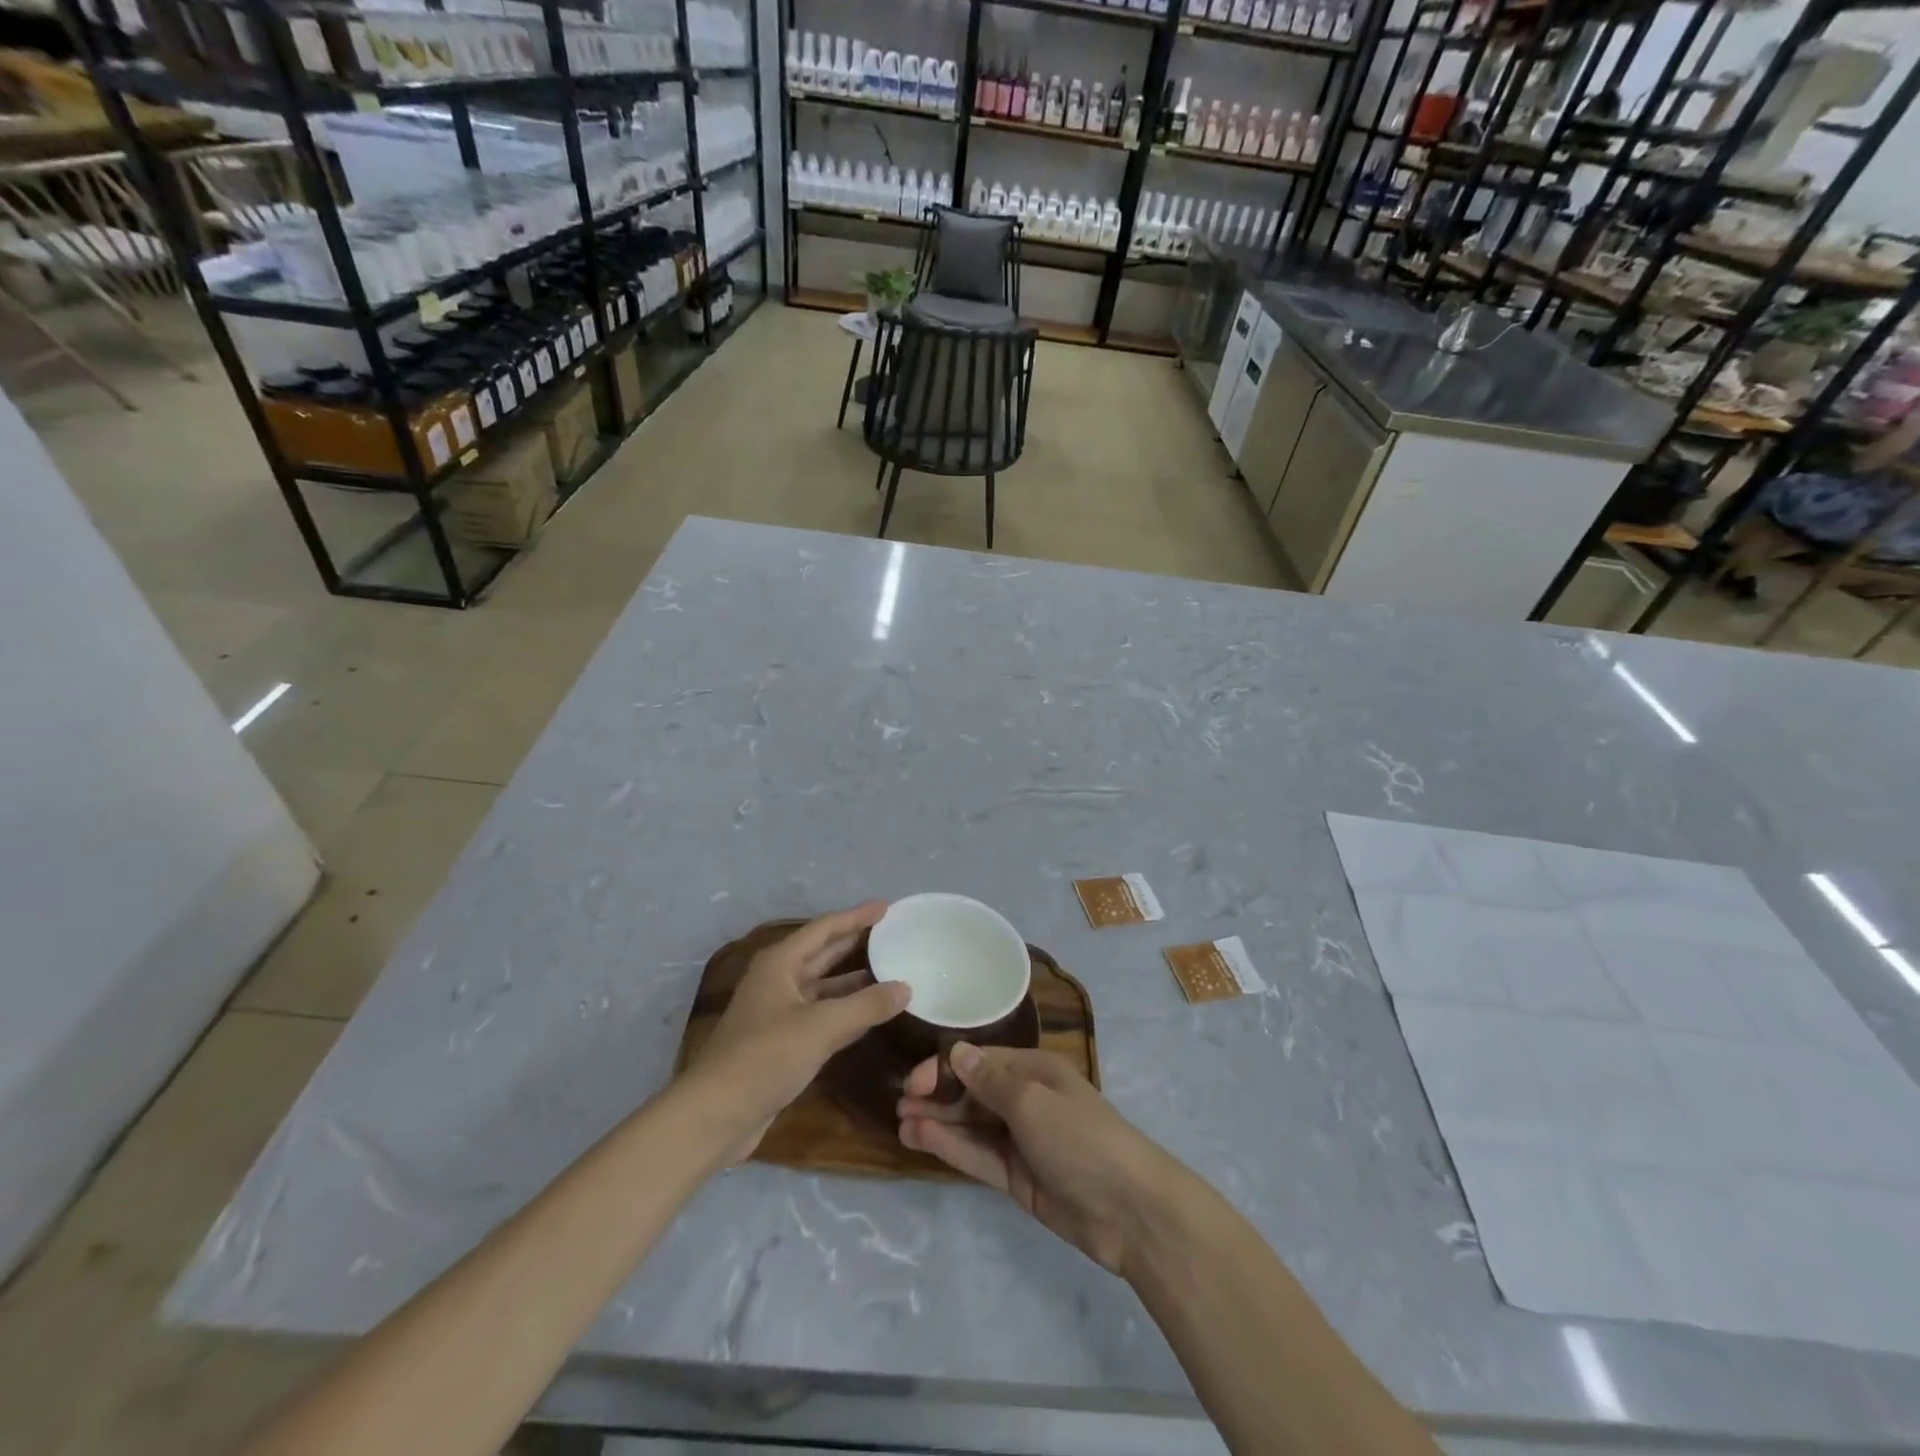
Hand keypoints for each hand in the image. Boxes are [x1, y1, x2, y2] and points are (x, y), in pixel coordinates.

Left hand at [689, 903, 908, 1161]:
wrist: (716, 1114)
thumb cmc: (766, 1057)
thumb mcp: (822, 1027)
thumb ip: (866, 1005)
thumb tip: (905, 987)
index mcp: (780, 963)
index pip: (824, 929)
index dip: (855, 916)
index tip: (885, 907)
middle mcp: (778, 980)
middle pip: (821, 953)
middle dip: (853, 941)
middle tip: (889, 932)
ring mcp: (778, 1012)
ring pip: (822, 986)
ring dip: (852, 979)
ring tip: (888, 970)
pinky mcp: (781, 1042)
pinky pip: (821, 1014)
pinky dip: (845, 1010)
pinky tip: (869, 1014)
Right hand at [897, 1044, 1178, 1274]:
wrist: (1128, 1210)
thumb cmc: (1080, 1137)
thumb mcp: (1032, 1101)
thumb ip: (989, 1080)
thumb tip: (956, 1051)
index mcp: (1034, 1071)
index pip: (981, 1061)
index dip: (946, 1067)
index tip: (914, 1081)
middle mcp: (1025, 1100)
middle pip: (973, 1092)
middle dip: (937, 1095)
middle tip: (899, 1104)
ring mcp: (1020, 1141)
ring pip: (971, 1125)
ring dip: (938, 1122)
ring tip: (900, 1124)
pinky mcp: (1016, 1177)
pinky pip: (978, 1156)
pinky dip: (951, 1147)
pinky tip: (921, 1140)